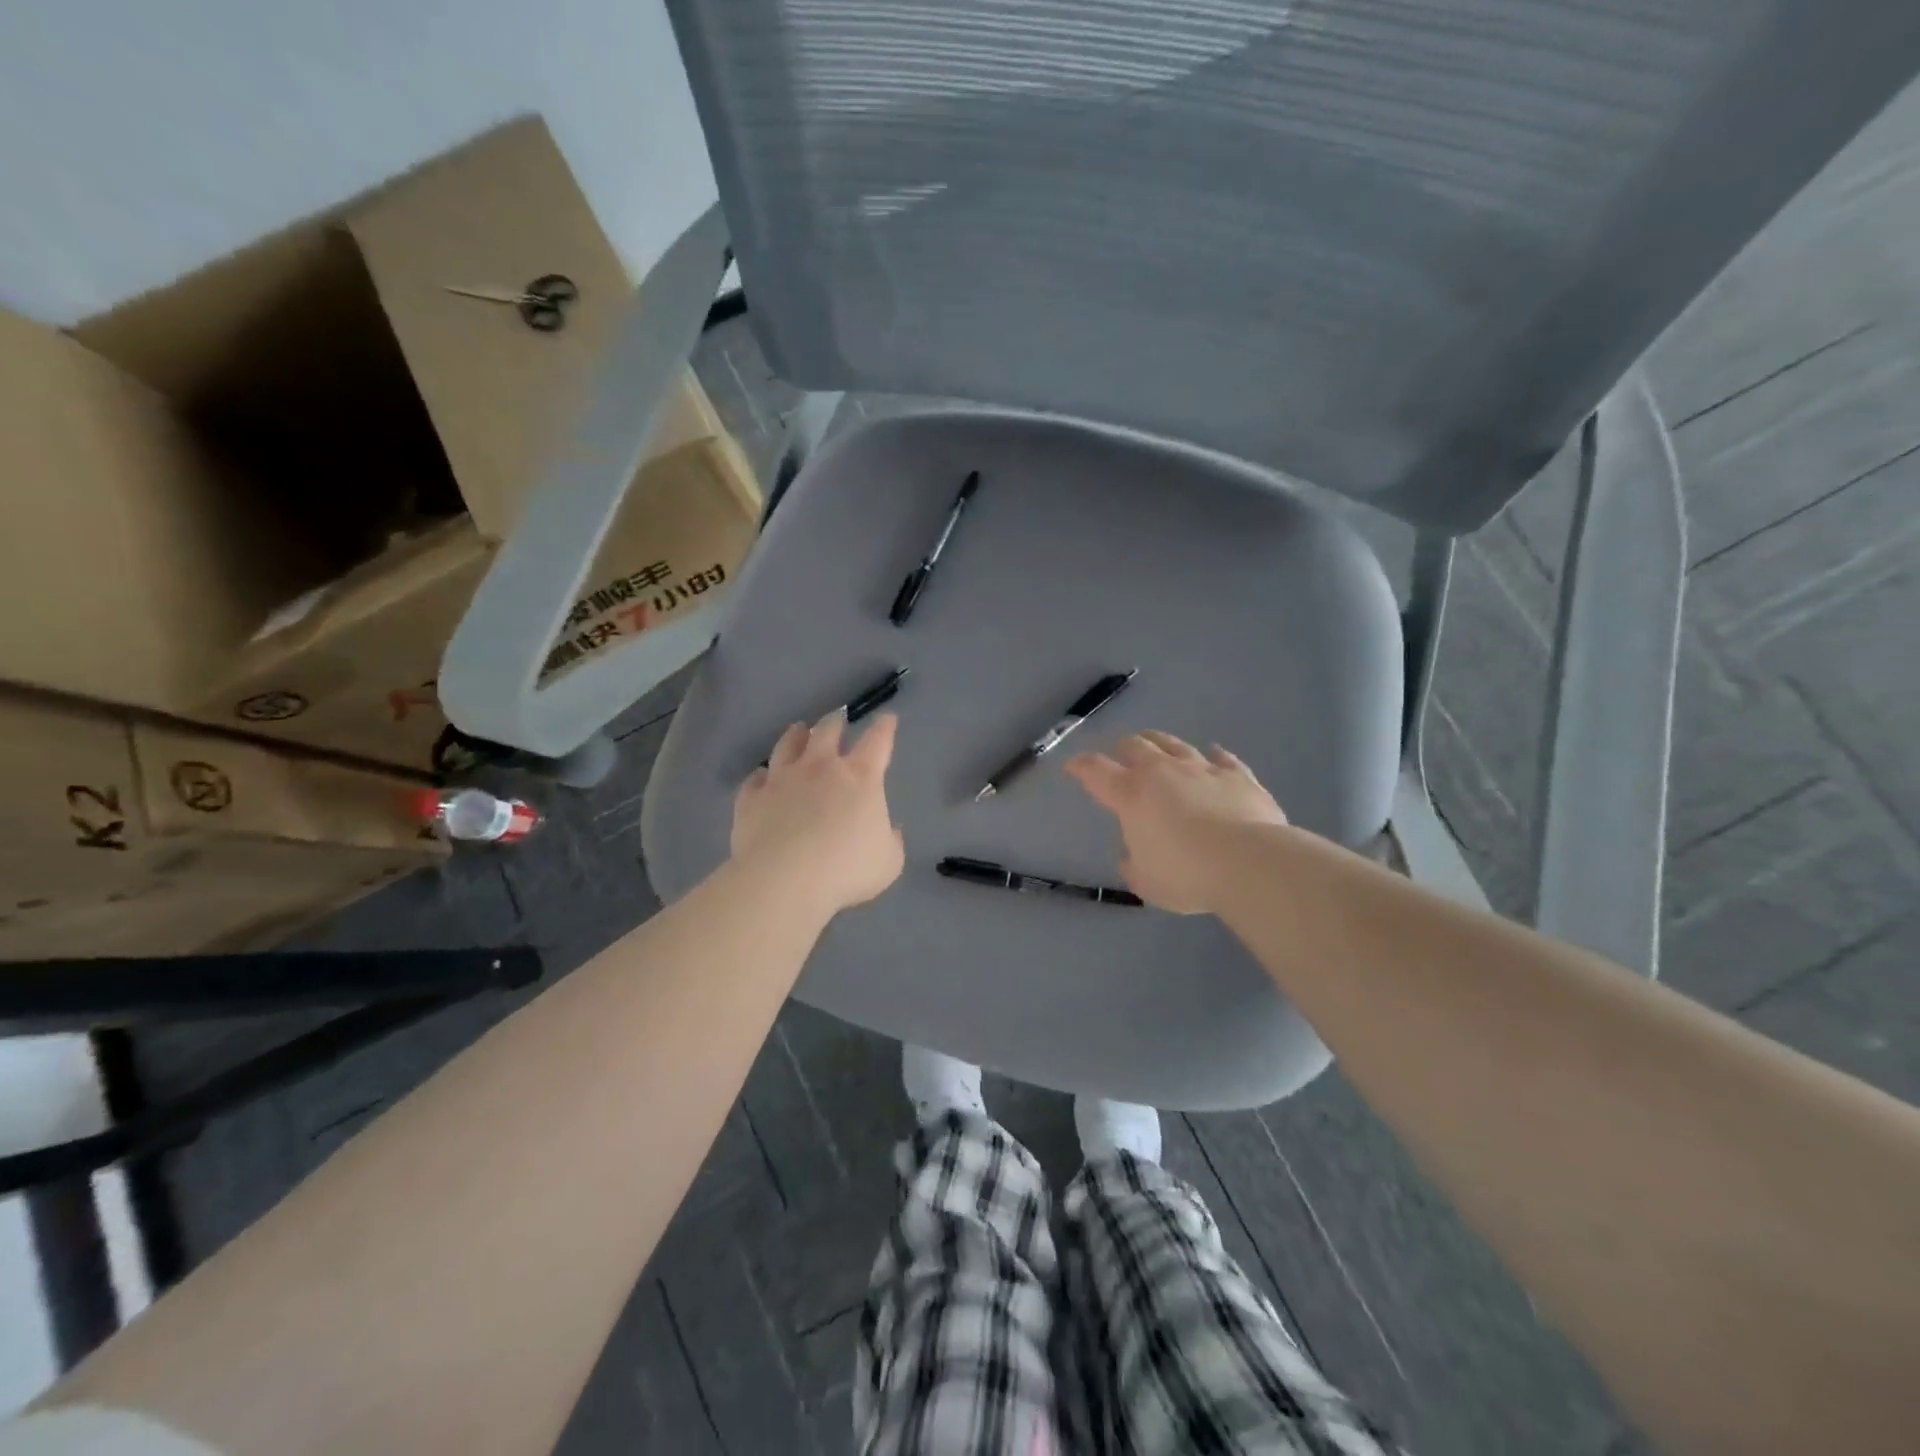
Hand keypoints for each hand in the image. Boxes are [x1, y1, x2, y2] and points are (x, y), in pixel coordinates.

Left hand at [732, 711, 904, 913]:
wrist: (784, 880)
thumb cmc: (847, 870)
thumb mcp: (888, 862)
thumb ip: (892, 842)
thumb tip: (892, 831)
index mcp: (860, 777)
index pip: (877, 741)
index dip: (884, 727)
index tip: (887, 718)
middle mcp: (820, 768)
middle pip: (827, 732)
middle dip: (835, 723)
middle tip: (837, 719)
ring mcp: (782, 779)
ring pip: (787, 745)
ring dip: (795, 736)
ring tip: (798, 730)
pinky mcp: (752, 799)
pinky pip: (754, 779)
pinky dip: (761, 776)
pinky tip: (761, 777)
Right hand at [1065, 731, 1286, 913]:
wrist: (1248, 862)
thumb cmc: (1186, 874)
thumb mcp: (1145, 882)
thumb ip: (1133, 865)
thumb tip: (1132, 856)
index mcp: (1131, 795)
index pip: (1096, 771)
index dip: (1081, 766)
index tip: (1072, 766)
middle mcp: (1163, 772)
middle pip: (1136, 746)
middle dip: (1124, 748)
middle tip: (1121, 754)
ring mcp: (1202, 769)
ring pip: (1175, 744)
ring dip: (1161, 742)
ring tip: (1156, 742)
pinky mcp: (1237, 776)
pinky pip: (1223, 758)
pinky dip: (1214, 755)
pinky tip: (1214, 751)